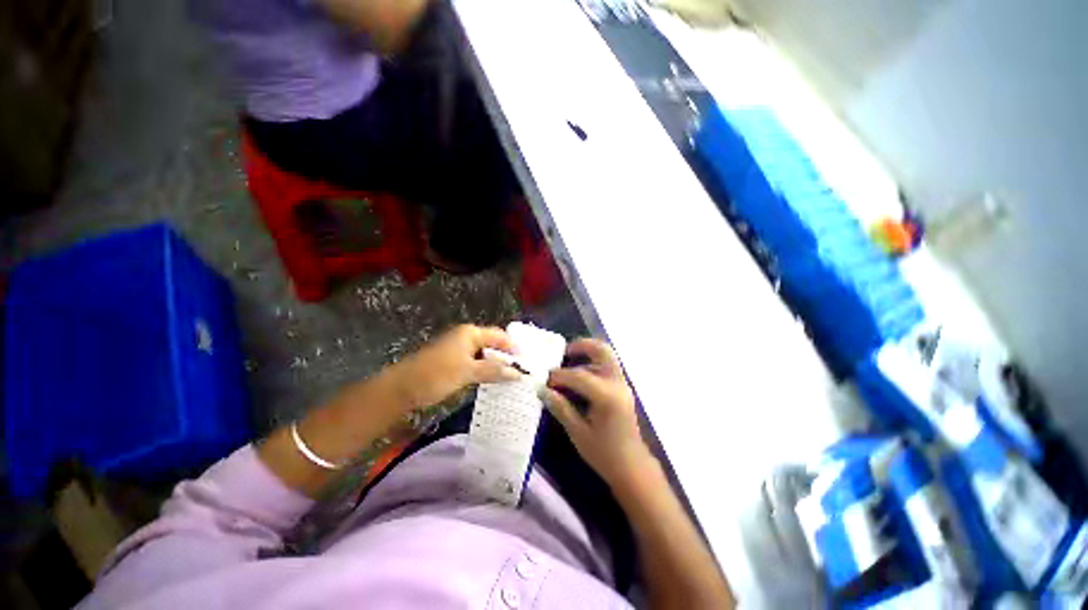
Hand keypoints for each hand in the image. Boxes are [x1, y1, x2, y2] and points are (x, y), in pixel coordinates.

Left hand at [390, 324, 521, 409]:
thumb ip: (494, 371)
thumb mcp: (468, 372)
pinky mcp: (452, 361)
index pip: (500, 336)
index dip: (514, 347)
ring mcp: (458, 349)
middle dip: (506, 356)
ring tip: (511, 377)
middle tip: (522, 370)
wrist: (401, 388)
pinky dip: (485, 369)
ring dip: (496, 364)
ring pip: (484, 354)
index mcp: (470, 333)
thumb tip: (518, 373)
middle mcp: (465, 336)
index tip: (528, 361)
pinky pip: (475, 362)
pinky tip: (492, 380)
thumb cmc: (436, 375)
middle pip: (492, 343)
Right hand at [542, 339, 657, 489]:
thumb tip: (542, 389)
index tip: (545, 380)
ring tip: (568, 365)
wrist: (632, 468)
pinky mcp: (622, 389)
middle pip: (602, 351)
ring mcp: (622, 385)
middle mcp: (617, 384)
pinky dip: (593, 365)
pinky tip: (579, 378)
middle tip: (564, 352)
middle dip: (582, 346)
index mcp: (607, 395)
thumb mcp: (578, 432)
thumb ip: (561, 407)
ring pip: (606, 357)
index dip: (559, 376)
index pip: (579, 375)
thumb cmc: (604, 454)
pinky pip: (607, 367)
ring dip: (587, 356)